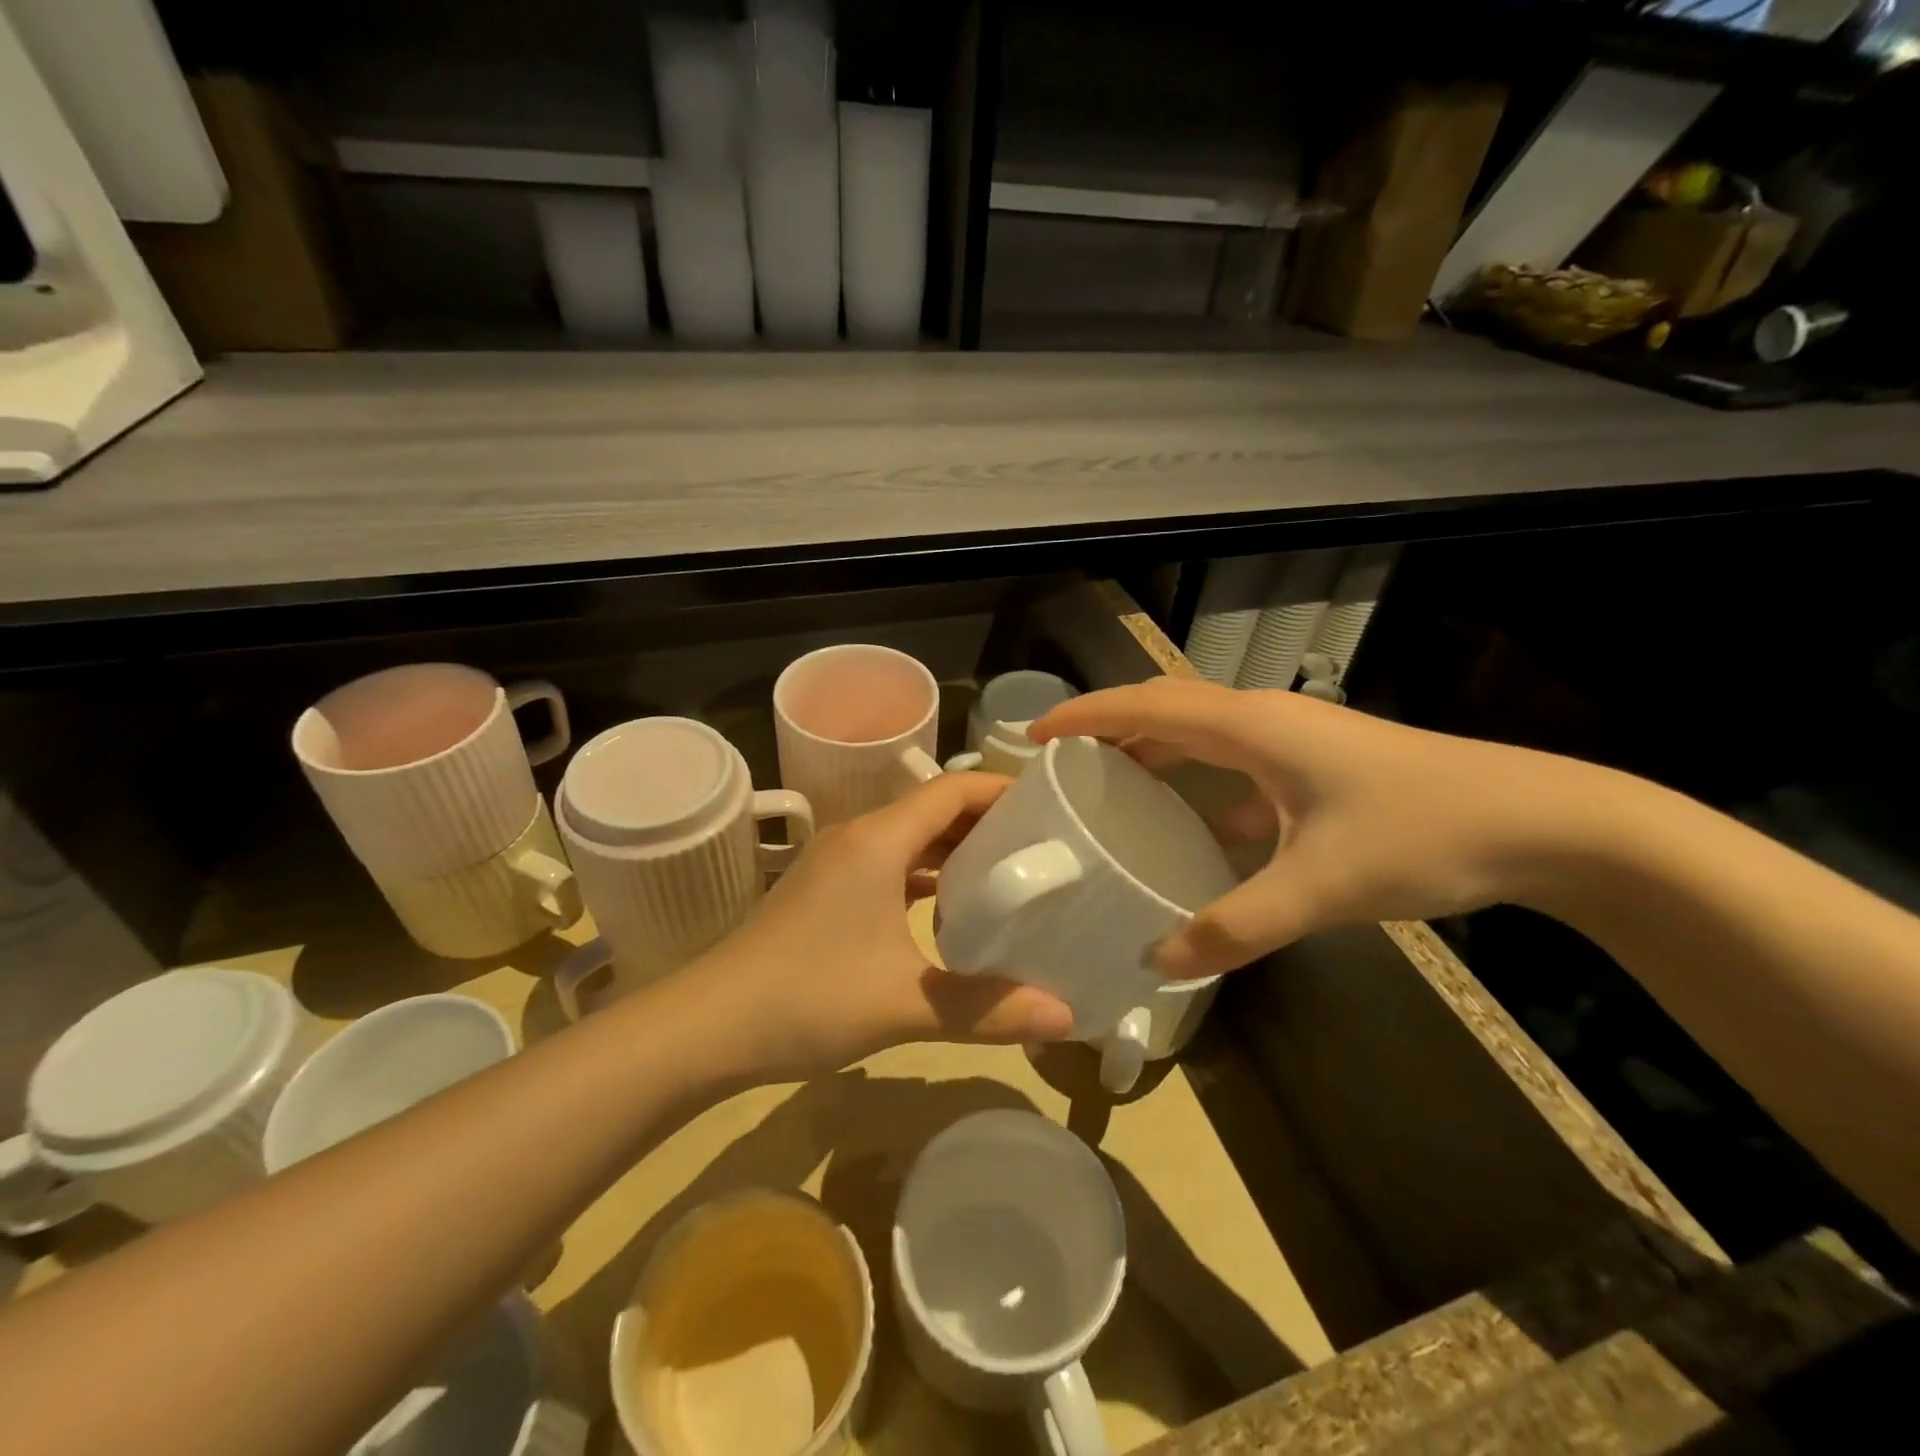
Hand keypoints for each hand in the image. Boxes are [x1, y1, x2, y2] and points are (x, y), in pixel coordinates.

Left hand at [691, 772, 1075, 1079]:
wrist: (706, 1026)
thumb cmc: (807, 997)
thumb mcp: (905, 1004)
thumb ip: (987, 1009)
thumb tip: (1067, 1018)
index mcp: (877, 840)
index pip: (951, 790)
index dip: (1001, 791)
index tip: (1049, 808)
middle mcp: (856, 836)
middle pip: (932, 809)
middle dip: (985, 822)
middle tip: (1041, 846)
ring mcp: (835, 863)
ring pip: (908, 838)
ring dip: (953, 849)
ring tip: (1007, 874)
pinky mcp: (822, 891)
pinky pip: (887, 864)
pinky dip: (923, 874)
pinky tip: (948, 909)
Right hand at [1031, 678, 1603, 979]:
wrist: (1542, 821)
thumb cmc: (1421, 833)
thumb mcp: (1318, 887)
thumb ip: (1234, 926)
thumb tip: (1158, 961)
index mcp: (1251, 727)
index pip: (1146, 707)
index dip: (1085, 716)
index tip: (1034, 735)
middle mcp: (1263, 720)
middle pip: (1165, 710)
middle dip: (1108, 728)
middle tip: (1061, 764)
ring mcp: (1294, 740)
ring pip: (1200, 734)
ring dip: (1151, 751)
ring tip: (1108, 785)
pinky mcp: (1316, 765)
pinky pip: (1233, 762)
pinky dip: (1198, 781)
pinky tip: (1192, 826)